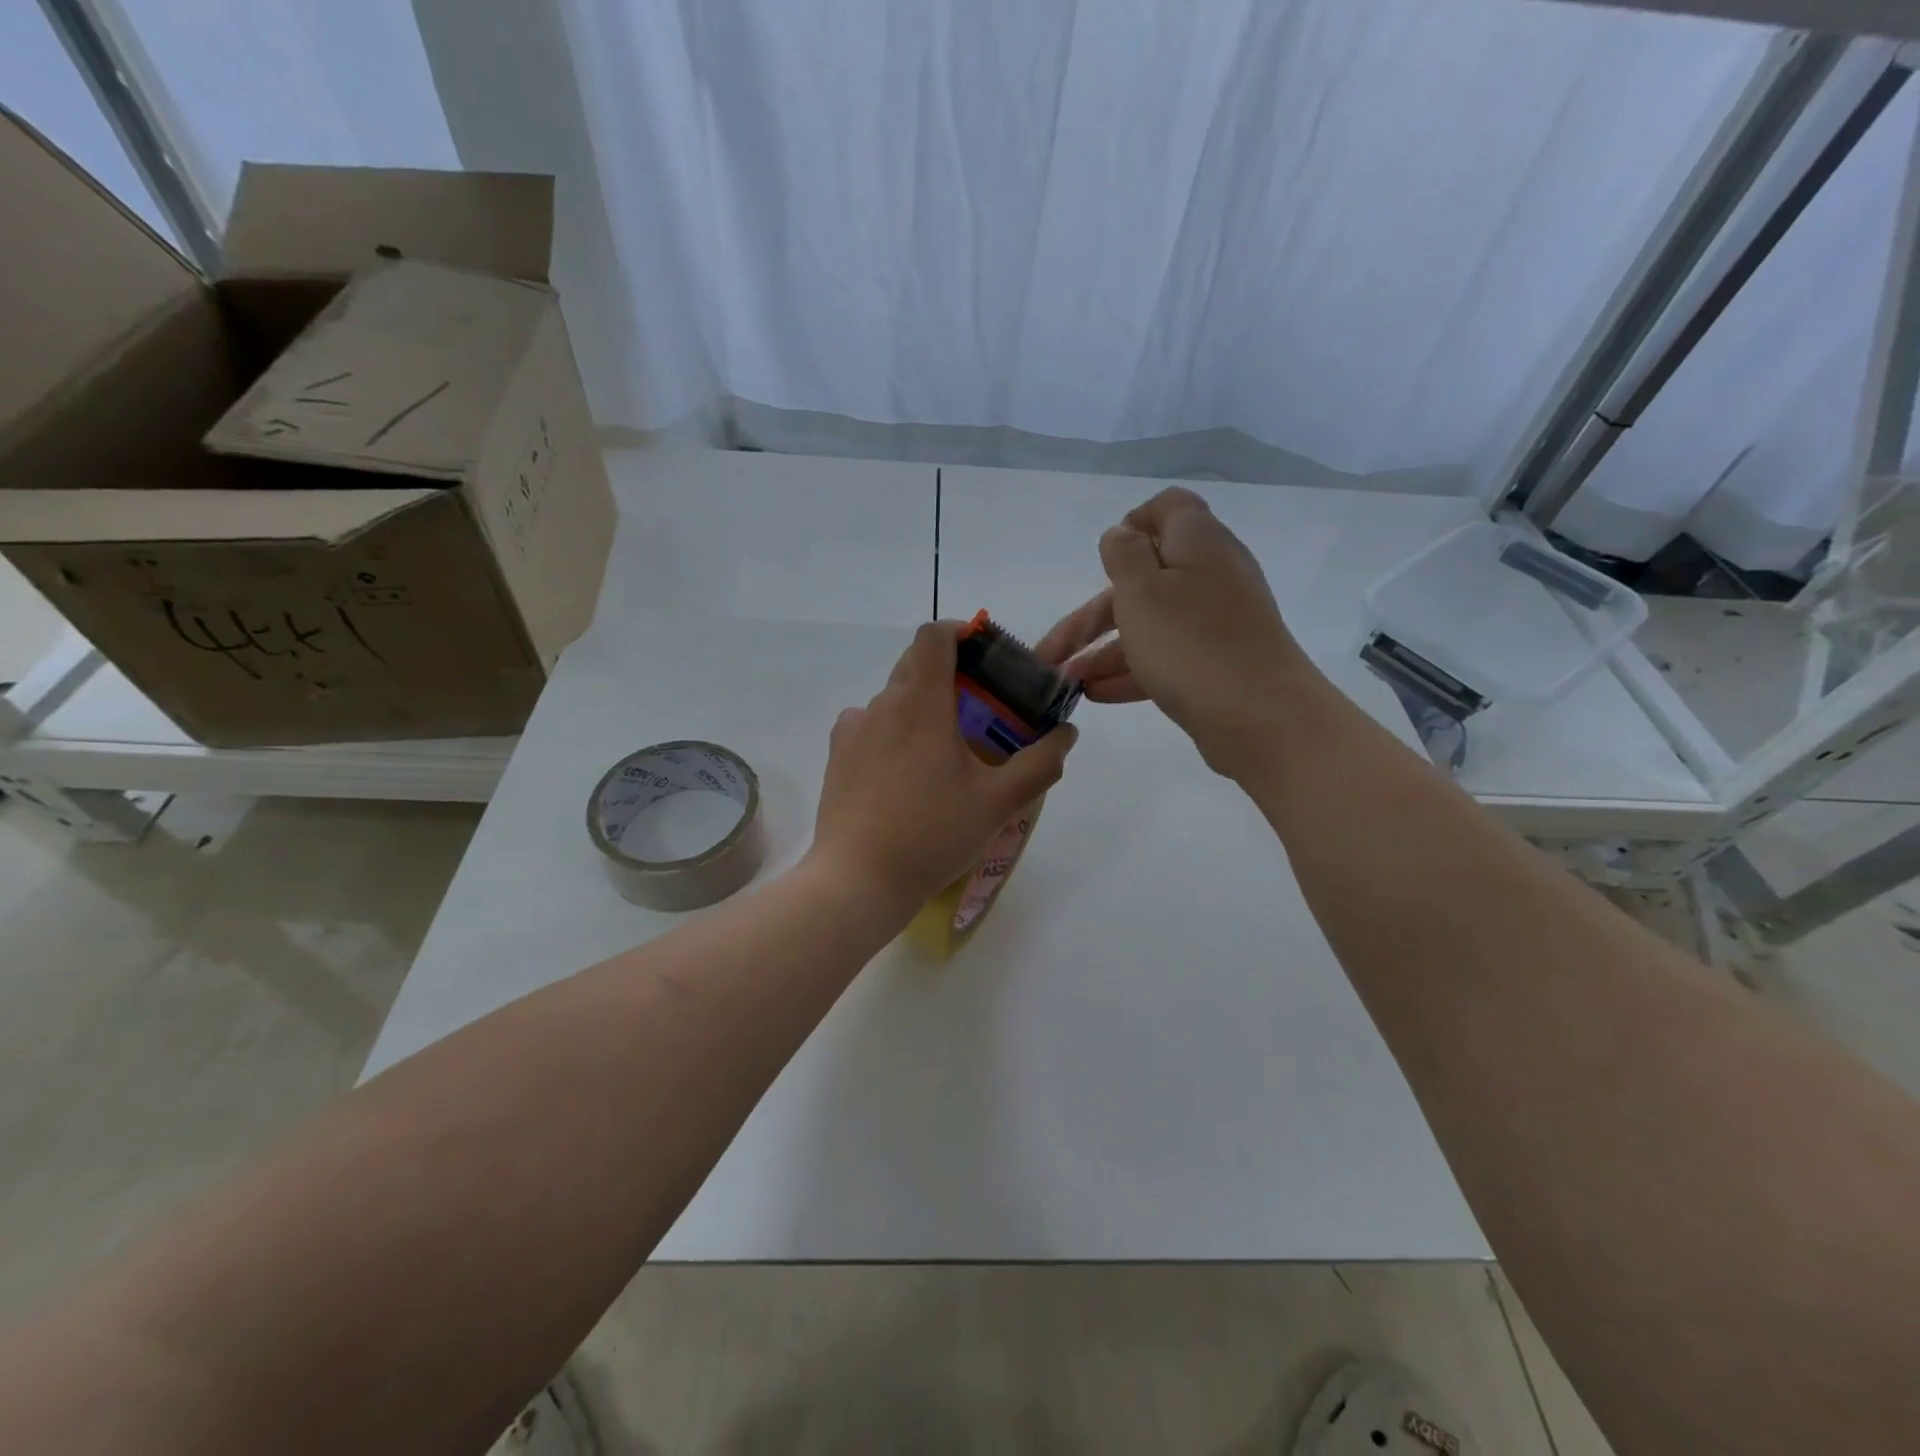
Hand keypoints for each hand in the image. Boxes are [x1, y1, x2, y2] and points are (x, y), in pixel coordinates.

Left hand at [808, 621, 1076, 912]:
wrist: (858, 881)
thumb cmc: (932, 835)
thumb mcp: (999, 803)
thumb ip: (1040, 763)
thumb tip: (1066, 733)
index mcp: (921, 702)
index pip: (934, 635)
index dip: (962, 632)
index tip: (986, 656)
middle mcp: (882, 704)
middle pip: (915, 663)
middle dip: (951, 674)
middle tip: (981, 711)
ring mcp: (854, 729)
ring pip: (894, 697)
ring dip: (923, 706)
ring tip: (945, 750)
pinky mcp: (837, 755)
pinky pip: (870, 724)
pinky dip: (893, 731)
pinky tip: (906, 770)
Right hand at [1035, 487, 1316, 778]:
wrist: (1262, 717)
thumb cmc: (1191, 644)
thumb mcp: (1142, 591)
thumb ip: (1124, 555)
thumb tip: (1121, 534)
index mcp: (1197, 543)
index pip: (1169, 508)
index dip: (1133, 523)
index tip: (1104, 556)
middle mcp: (1211, 575)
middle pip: (1143, 580)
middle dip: (1091, 616)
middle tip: (1051, 653)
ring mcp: (1217, 622)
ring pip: (1151, 624)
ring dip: (1104, 650)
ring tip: (1066, 683)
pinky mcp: (1219, 662)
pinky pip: (1167, 656)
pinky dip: (1132, 670)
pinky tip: (1096, 695)